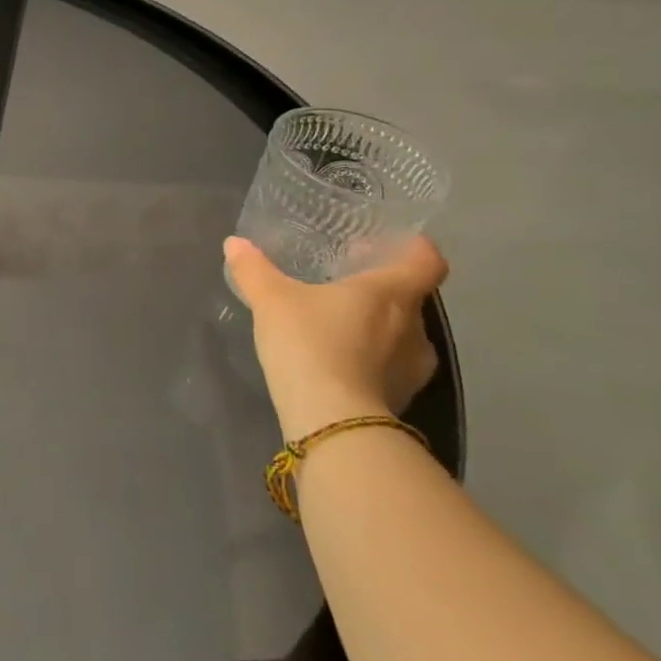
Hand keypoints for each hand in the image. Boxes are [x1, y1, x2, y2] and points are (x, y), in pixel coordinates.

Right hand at [223, 236, 448, 441]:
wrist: (332, 418)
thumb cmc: (310, 342)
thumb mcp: (271, 300)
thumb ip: (254, 270)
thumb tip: (234, 243)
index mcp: (391, 293)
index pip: (426, 262)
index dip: (417, 250)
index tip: (397, 245)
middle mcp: (415, 326)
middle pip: (411, 298)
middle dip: (383, 290)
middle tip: (348, 285)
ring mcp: (414, 366)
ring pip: (403, 335)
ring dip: (379, 328)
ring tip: (341, 327)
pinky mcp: (403, 397)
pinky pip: (391, 367)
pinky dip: (372, 360)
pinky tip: (341, 363)